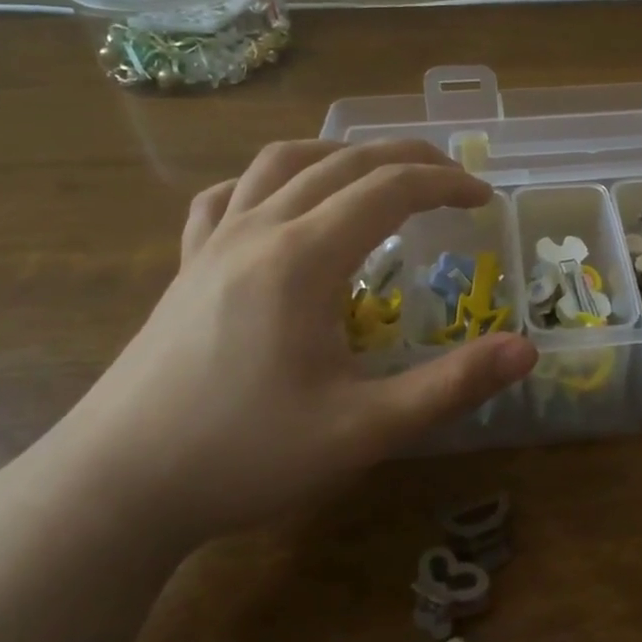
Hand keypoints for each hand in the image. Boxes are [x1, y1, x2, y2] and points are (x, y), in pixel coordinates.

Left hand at [50, 139, 535, 548]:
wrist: (115, 487)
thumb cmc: (245, 456)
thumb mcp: (365, 430)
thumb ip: (451, 386)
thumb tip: (526, 350)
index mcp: (303, 258)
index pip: (389, 190)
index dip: (446, 184)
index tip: (484, 199)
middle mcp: (258, 231)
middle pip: (342, 163)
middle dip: (406, 159)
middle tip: (452, 178)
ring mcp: (213, 244)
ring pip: (281, 163)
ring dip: (341, 155)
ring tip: (379, 174)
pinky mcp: (186, 268)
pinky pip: (229, 197)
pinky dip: (271, 181)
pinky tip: (282, 203)